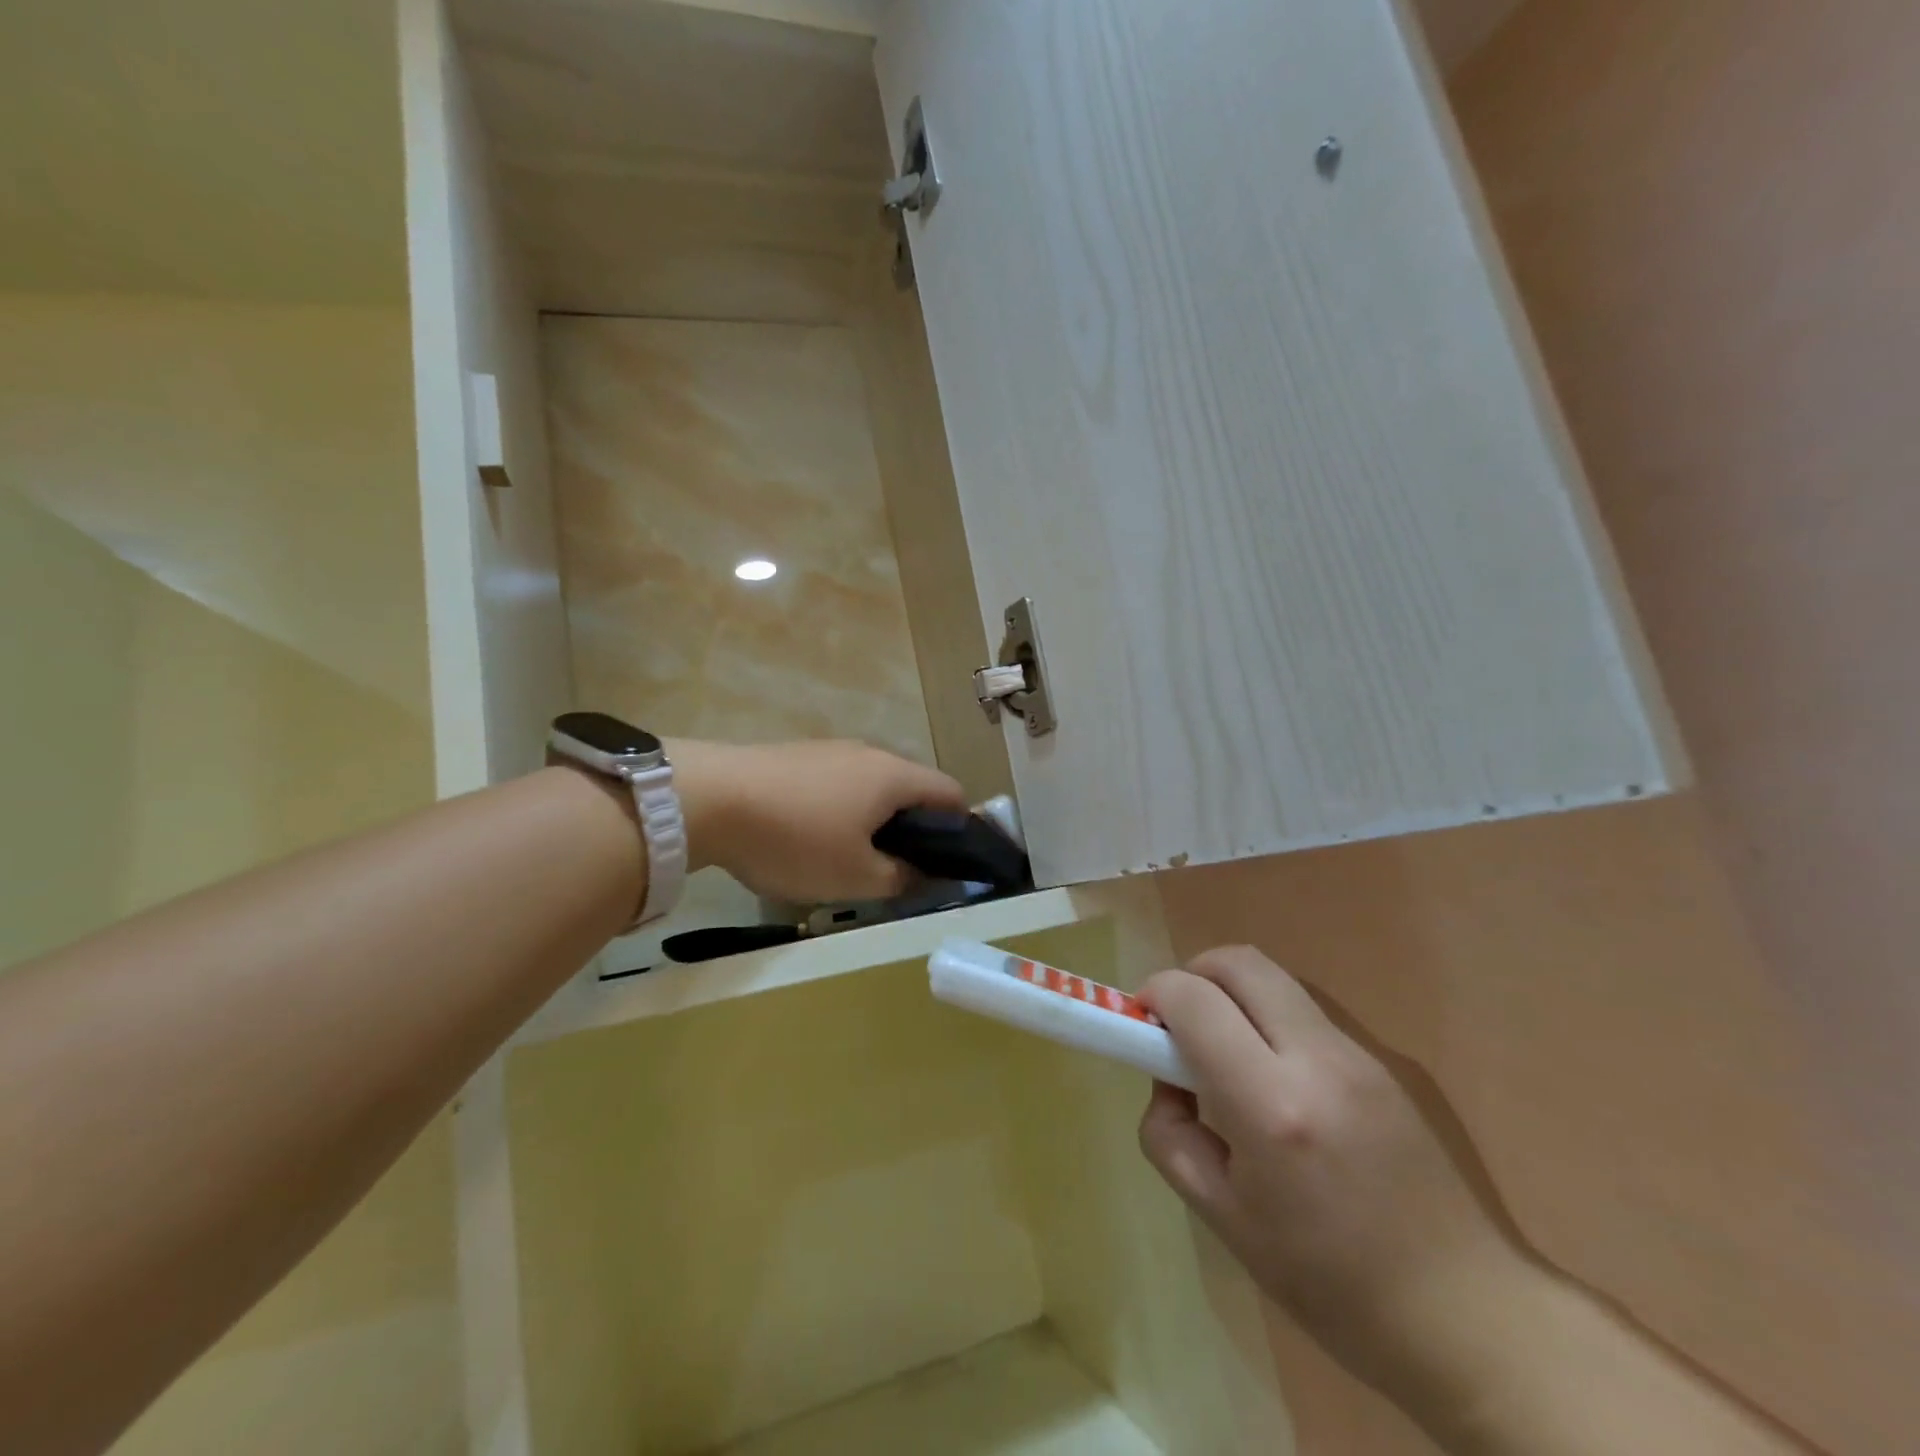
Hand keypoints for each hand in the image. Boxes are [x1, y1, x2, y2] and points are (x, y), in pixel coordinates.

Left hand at [670, 739, 967, 904]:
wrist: (708, 798)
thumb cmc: (796, 839)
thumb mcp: (856, 877)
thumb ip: (902, 879)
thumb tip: (925, 875)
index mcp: (895, 777)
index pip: (952, 794)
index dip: (962, 829)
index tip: (950, 864)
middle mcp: (870, 754)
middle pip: (911, 790)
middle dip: (914, 830)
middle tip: (898, 871)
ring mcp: (830, 751)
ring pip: (872, 788)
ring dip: (875, 822)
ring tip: (851, 860)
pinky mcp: (797, 756)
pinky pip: (837, 785)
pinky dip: (842, 811)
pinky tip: (811, 839)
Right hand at [1138, 946, 1527, 1404]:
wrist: (1466, 1316)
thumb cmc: (1329, 1283)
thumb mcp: (1222, 1218)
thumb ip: (1170, 1133)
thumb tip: (1167, 1080)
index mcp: (1271, 1105)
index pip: (1194, 999)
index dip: (1155, 995)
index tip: (1141, 1024)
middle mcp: (1317, 1059)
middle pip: (1239, 962)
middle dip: (1193, 975)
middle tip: (1179, 1024)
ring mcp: (1359, 1054)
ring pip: (1274, 979)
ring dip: (1232, 995)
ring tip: (1225, 1055)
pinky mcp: (1384, 1061)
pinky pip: (1305, 1011)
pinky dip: (1268, 1018)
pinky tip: (1274, 1081)